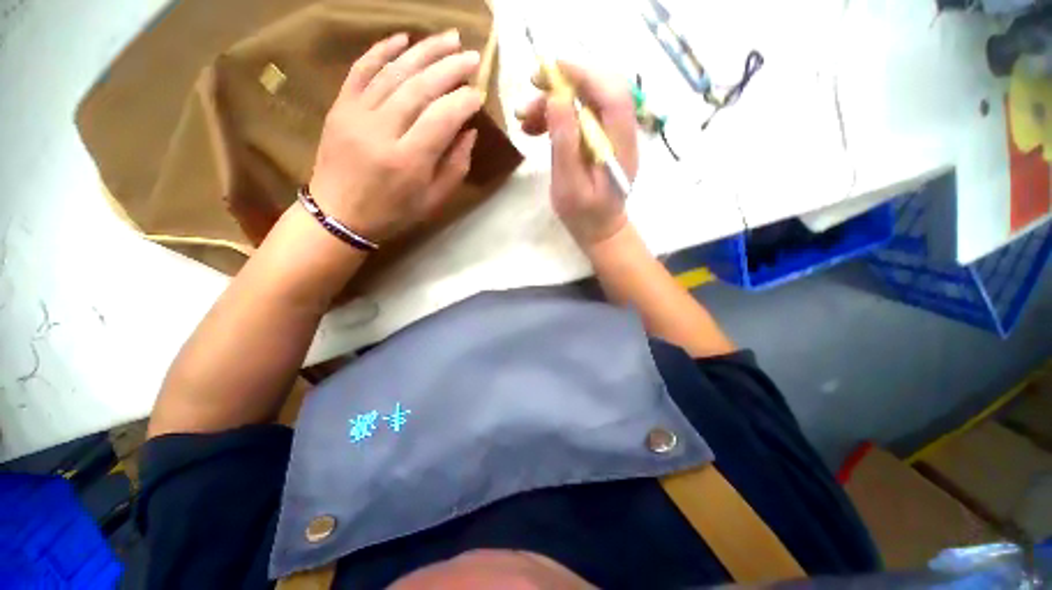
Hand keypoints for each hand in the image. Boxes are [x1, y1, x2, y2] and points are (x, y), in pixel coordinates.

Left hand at [309, 31, 483, 243]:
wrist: (338, 215)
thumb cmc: (393, 213)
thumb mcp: (433, 201)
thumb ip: (455, 167)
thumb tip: (469, 131)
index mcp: (408, 161)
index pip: (441, 119)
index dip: (463, 102)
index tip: (479, 94)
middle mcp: (382, 131)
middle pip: (419, 88)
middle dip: (450, 68)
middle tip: (472, 56)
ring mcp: (356, 115)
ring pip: (394, 72)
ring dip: (424, 51)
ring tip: (449, 38)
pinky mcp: (340, 107)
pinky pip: (361, 70)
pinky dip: (382, 49)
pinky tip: (404, 37)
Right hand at [517, 64, 638, 245]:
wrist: (599, 229)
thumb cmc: (584, 215)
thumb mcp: (569, 185)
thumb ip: (565, 144)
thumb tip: (556, 98)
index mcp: (620, 145)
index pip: (611, 93)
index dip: (584, 74)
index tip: (549, 70)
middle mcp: (621, 133)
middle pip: (598, 90)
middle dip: (564, 83)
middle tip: (531, 87)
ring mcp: (610, 134)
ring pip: (586, 101)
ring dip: (554, 102)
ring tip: (524, 119)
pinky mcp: (599, 139)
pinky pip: (579, 116)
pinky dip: (557, 116)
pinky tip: (534, 128)